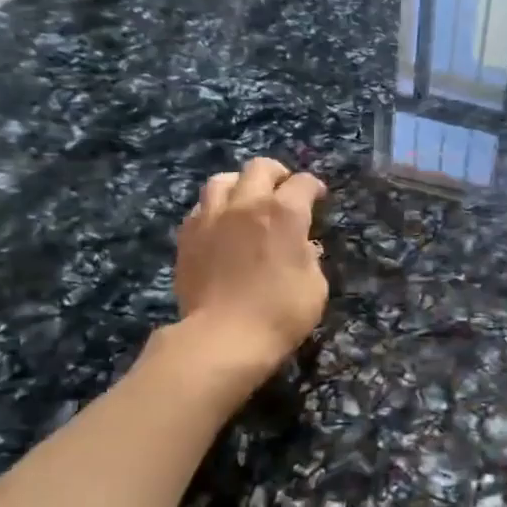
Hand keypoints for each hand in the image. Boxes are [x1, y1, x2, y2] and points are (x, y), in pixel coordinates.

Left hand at [174, 157, 328, 373]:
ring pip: (222, 180)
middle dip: (276, 174)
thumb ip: (310, 258)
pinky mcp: (187, 237)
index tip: (318, 196)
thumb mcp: (315, 288)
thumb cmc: (280, 314)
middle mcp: (246, 205)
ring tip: (245, 200)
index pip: (303, 183)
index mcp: (284, 213)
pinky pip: (200, 208)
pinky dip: (214, 209)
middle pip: (259, 168)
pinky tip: (219, 225)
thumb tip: (302, 246)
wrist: (222, 338)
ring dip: (239, 185)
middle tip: (283, 189)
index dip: (314, 187)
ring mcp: (211, 218)